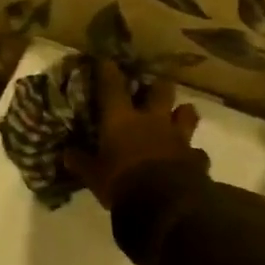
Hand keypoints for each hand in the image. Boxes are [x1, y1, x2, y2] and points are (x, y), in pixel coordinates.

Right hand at [64, 57, 202, 209]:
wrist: (165, 205)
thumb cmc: (121, 182)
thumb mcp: (93, 175)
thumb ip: (81, 162)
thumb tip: (67, 153)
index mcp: (122, 119)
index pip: (112, 87)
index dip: (108, 71)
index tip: (106, 59)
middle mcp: (152, 121)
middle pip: (160, 91)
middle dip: (157, 85)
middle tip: (153, 86)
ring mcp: (178, 138)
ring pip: (187, 114)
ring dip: (182, 113)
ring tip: (178, 115)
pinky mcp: (196, 158)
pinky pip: (197, 151)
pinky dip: (193, 153)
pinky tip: (189, 158)